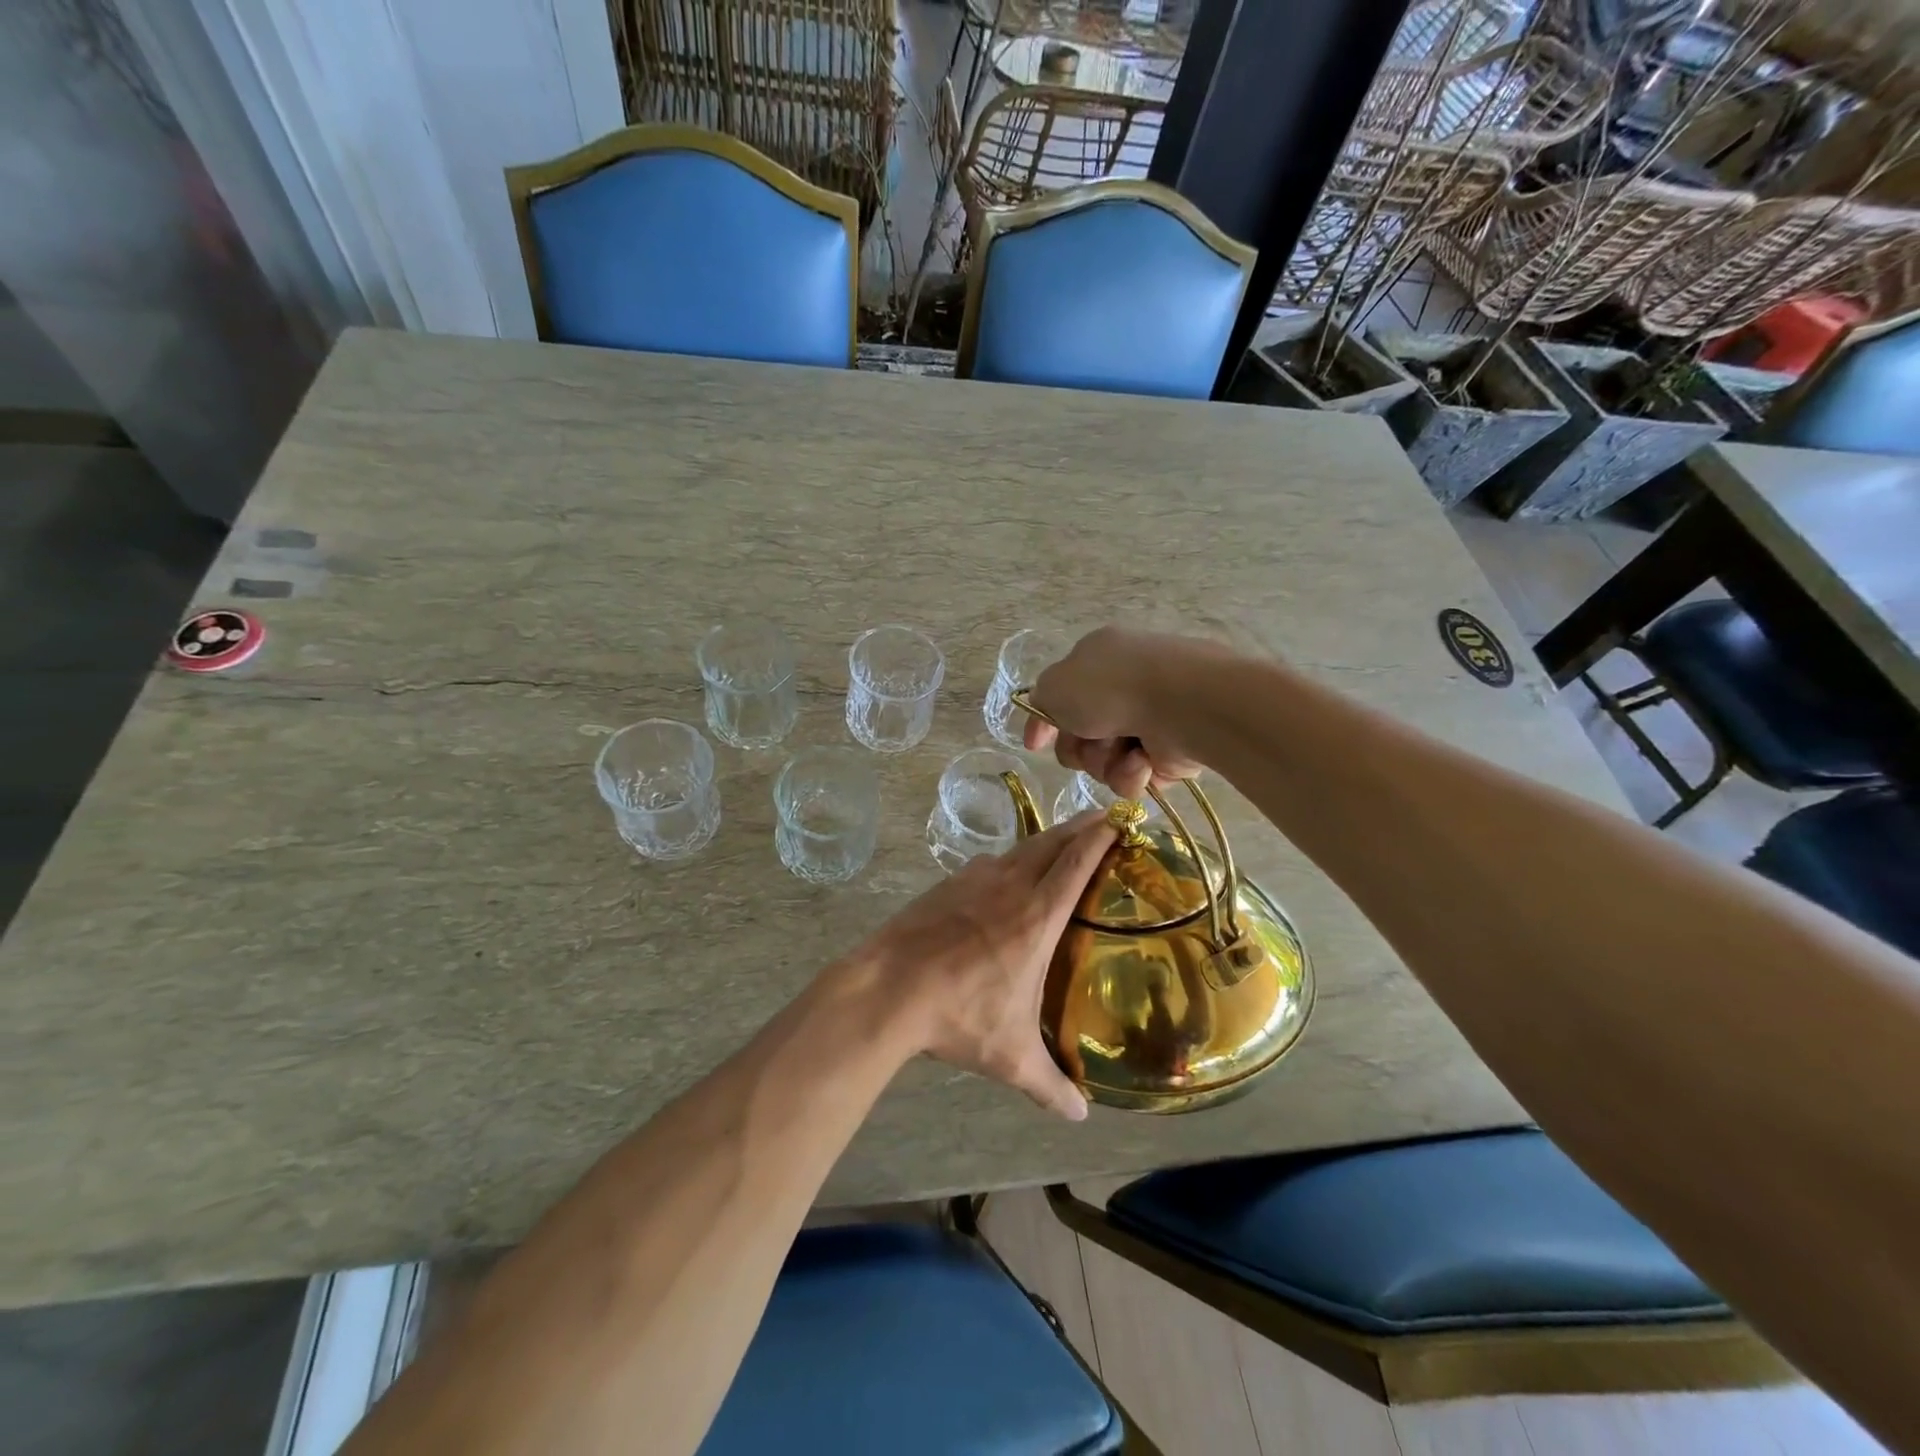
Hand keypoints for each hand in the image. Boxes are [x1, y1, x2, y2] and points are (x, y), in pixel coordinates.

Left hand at [859, 812, 1116, 1120]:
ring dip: (1046, 840)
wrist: (888, 988)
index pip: (1077, 861)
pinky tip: (1005, 877)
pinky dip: (1009, 860)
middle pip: (1052, 841)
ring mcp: (974, 879)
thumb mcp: (1011, 1056)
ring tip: (1060, 846)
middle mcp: (1010, 885)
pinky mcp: (947, 884)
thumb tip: (1079, 1116)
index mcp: (1037, 915)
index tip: (1120, 818)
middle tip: (1102, 820)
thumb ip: (1049, 1084)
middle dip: (1081, 826)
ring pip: (1020, 848)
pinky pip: (989, 863)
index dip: (1101, 835)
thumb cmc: (959, 1015)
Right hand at [1023, 627, 1223, 795]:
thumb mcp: (1055, 684)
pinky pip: (1134, 778)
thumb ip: (1041, 699)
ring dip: (1105, 762)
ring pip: (1104, 762)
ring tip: (1125, 751)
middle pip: (1080, 737)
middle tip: (1088, 742)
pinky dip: (1133, 774)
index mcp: (1098, 661)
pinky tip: (1143, 762)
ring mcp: (1149, 722)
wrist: (1181, 704)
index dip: (1044, 723)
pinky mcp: (1170, 754)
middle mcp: (1123, 690)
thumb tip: (1048, 714)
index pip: (1061, 696)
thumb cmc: (1111, 687)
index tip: (1035, 744)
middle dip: (1078, 748)